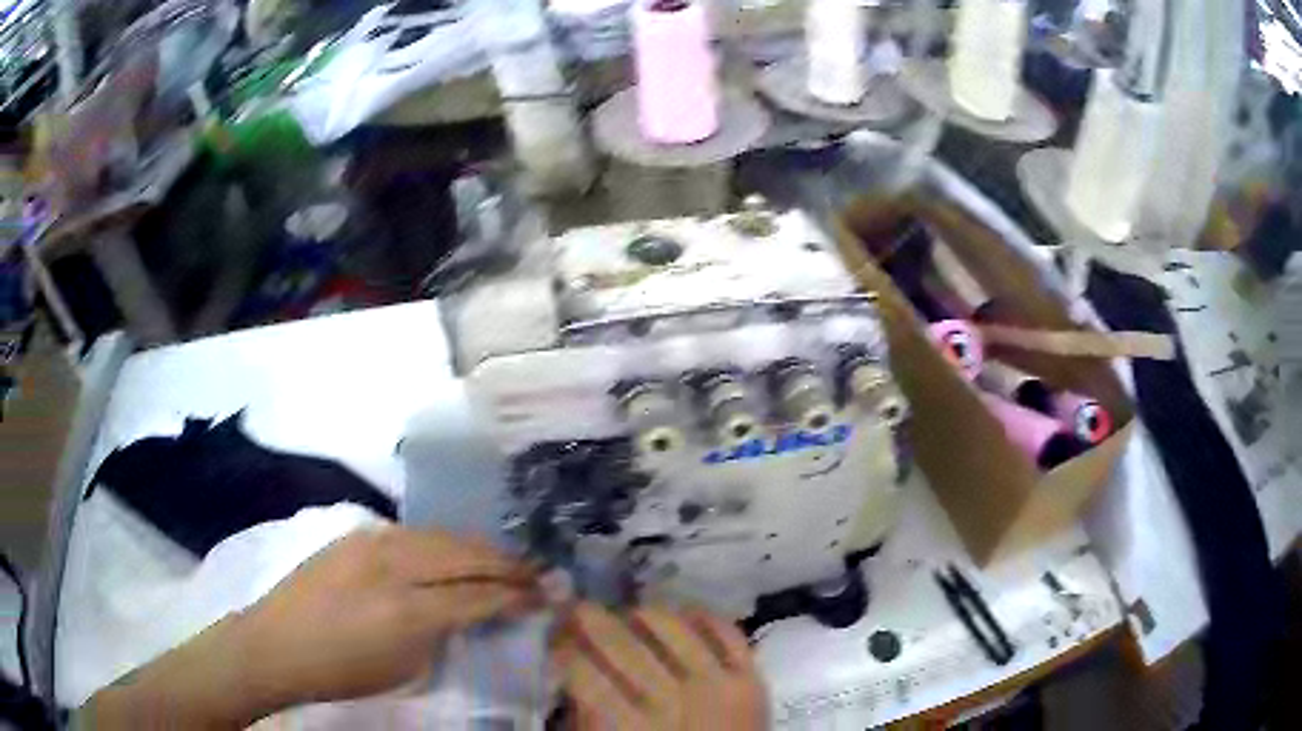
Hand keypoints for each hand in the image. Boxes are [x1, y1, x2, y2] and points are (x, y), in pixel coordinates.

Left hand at [239, 526, 541, 704]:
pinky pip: (413, 533)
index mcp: (408, 611)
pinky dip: (443, 542)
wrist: (278, 643)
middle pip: (464, 556)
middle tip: (536, 571)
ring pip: (440, 536)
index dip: (516, 596)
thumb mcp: (406, 668)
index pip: (478, 595)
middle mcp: (394, 566)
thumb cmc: (344, 671)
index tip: (546, 595)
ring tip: (503, 559)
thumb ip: (443, 633)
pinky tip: (455, 550)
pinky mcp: (356, 534)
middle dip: (506, 564)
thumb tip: (473, 612)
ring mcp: (372, 542)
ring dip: (477, 548)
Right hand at [553, 604, 767, 730]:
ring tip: (632, 615)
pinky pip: (727, 631)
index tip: (555, 639)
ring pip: (672, 626)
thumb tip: (569, 667)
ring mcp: (717, 685)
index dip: (561, 648)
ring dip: (644, 613)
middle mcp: (670, 700)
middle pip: (620, 642)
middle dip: (590, 618)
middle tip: (580, 608)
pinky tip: (684, 615)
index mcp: (628, 726)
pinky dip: (703, 616)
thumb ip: (587, 713)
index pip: (581, 670)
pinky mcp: (751, 679)